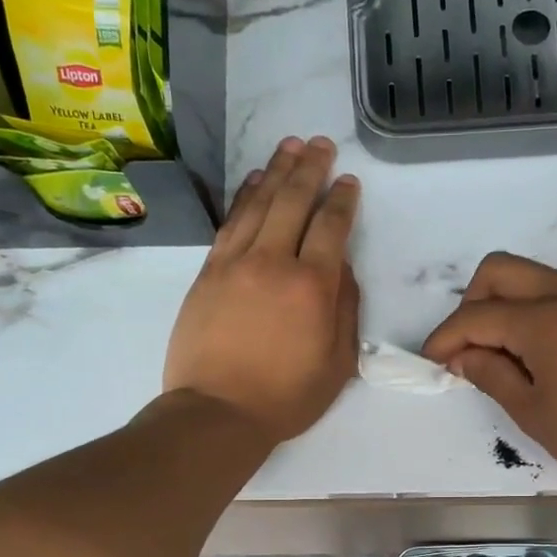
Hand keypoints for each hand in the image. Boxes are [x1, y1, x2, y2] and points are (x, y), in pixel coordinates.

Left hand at [163, 137, 360, 443]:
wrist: (217, 412)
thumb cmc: (285, 398)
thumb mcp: (337, 364)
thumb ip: (345, 310)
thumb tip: (341, 268)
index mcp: (312, 286)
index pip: (331, 226)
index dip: (342, 199)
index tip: (348, 181)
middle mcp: (273, 262)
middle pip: (293, 200)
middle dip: (310, 168)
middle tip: (320, 144)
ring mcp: (235, 263)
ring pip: (258, 203)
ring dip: (276, 171)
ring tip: (290, 147)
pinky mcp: (208, 272)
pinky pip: (230, 222)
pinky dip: (244, 196)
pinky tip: (254, 182)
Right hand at [421, 253, 556, 491]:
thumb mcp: (532, 412)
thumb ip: (490, 374)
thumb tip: (461, 356)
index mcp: (544, 320)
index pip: (475, 316)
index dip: (445, 339)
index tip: (430, 363)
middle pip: (497, 271)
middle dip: (469, 305)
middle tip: (467, 351)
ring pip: (526, 276)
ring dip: (499, 304)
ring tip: (497, 355)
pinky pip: (553, 289)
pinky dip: (528, 309)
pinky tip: (531, 351)